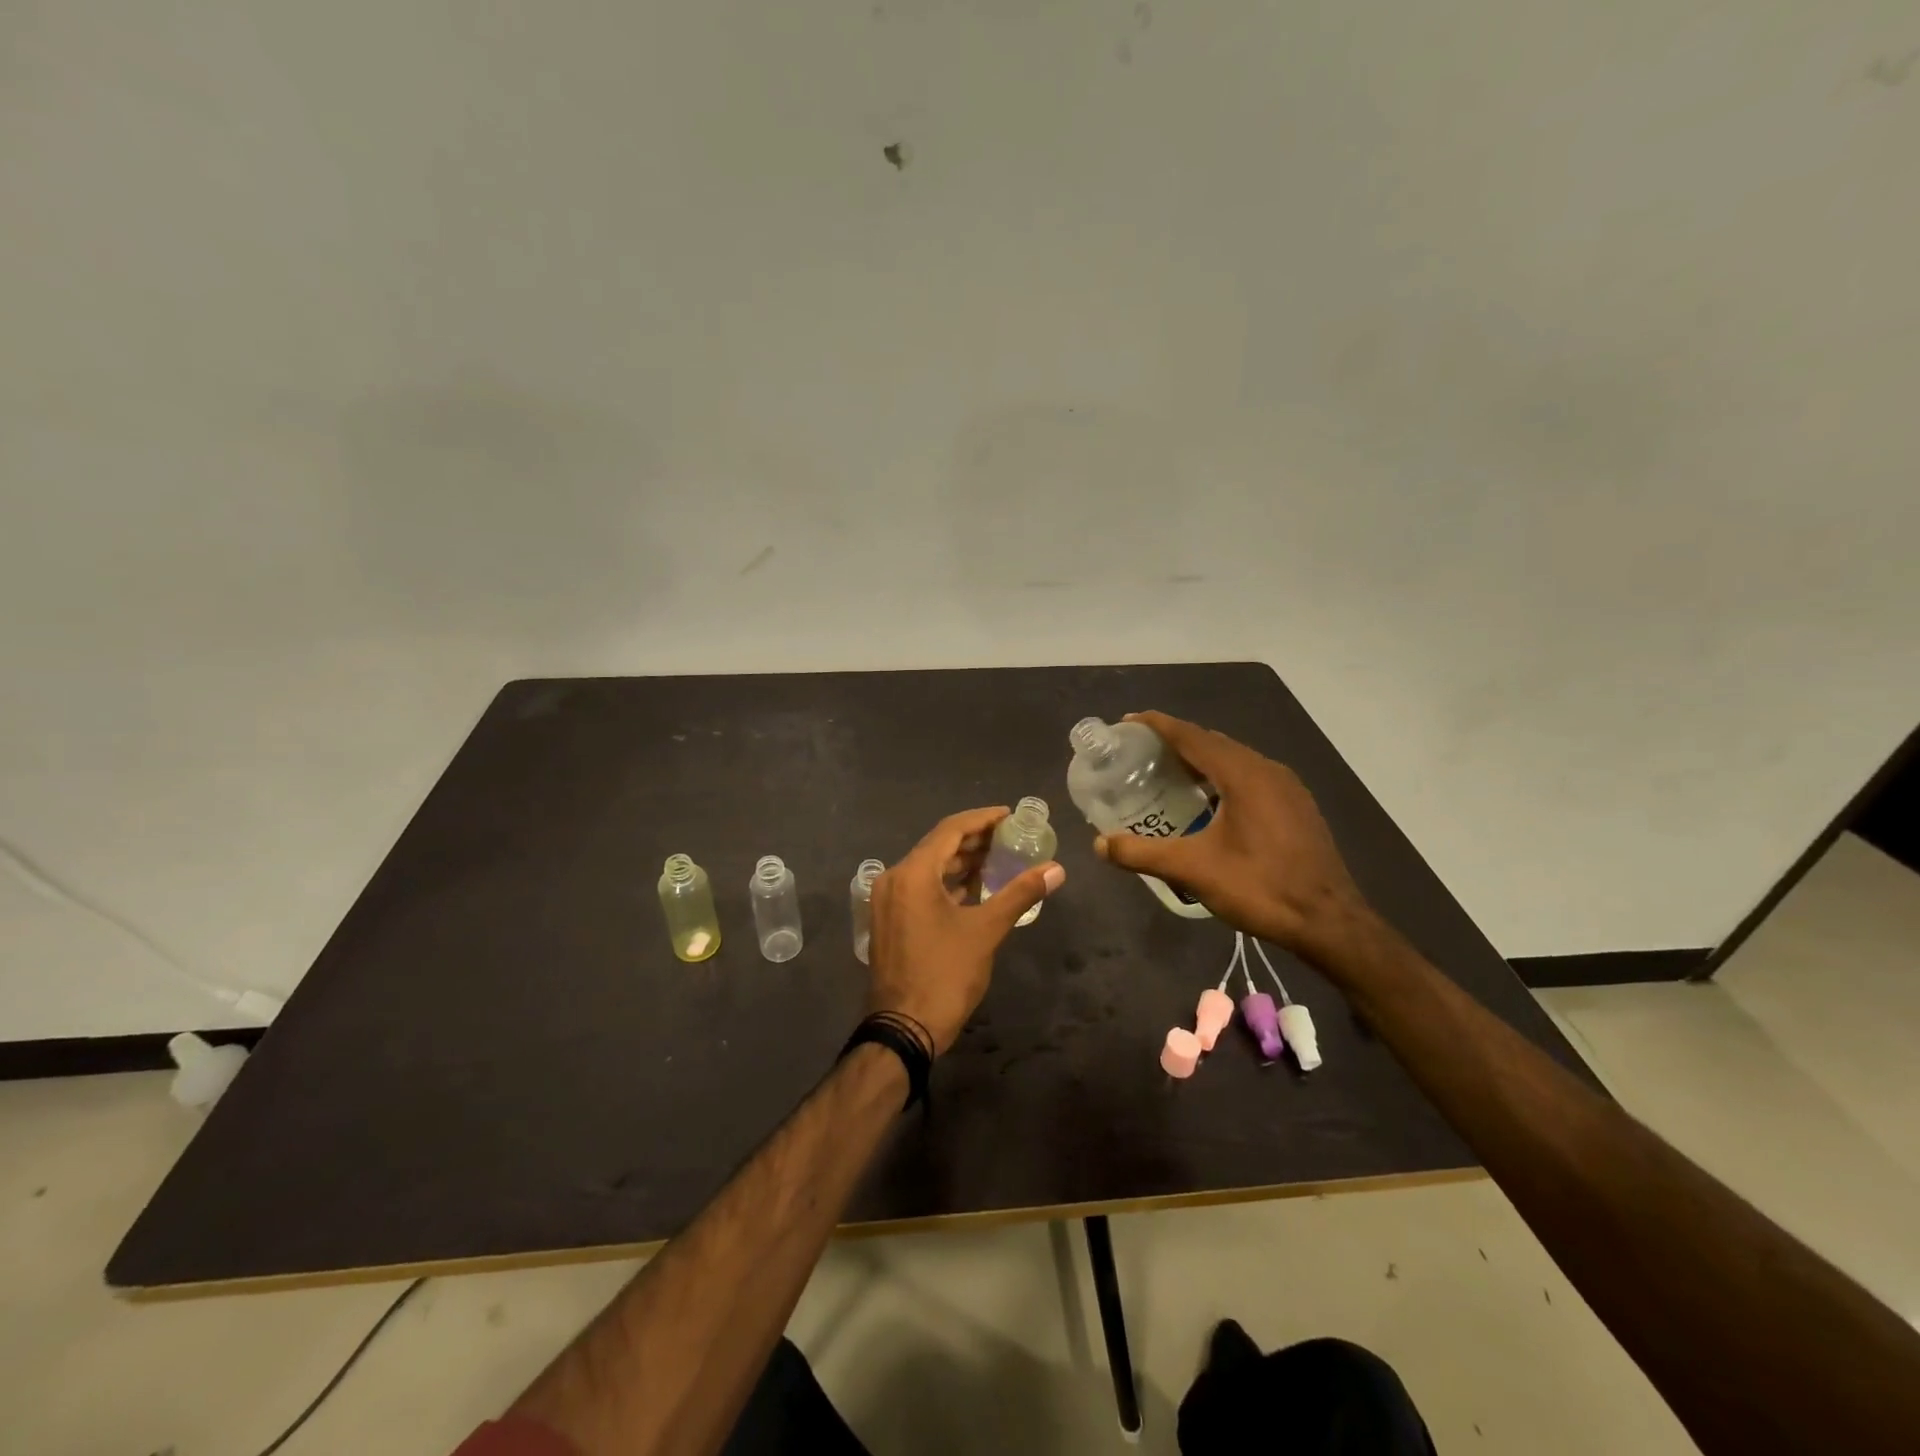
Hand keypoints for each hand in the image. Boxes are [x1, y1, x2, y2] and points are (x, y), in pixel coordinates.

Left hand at [867, 806, 1065, 1053]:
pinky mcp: (889, 920)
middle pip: (937, 846)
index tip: (1010, 815)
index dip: (982, 819)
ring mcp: (887, 901)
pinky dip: (946, 883)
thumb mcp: (986, 931)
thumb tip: (1056, 869)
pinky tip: (974, 889)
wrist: (903, 1029)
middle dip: (974, 840)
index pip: (950, 830)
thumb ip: (1020, 894)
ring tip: (998, 859)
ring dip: (961, 862)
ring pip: (928, 868)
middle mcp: (894, 879)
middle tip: (1009, 837)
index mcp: (913, 873)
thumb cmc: (945, 975)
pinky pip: (920, 888)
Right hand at [1094, 711, 1372, 962]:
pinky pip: (1251, 776)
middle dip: (1176, 742)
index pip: (1192, 735)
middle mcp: (1267, 769)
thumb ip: (1142, 854)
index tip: (1128, 721)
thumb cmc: (1260, 888)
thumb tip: (1099, 844)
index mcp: (1242, 774)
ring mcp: (1287, 787)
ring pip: (1234, 760)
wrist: (1329, 922)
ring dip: (1201, 760)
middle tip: (1140, 752)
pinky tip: (1209, 801)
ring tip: (1168, 774)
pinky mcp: (1296, 806)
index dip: (1158, 725)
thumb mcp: (1193, 871)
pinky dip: (1222, 777)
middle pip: (1213, 742)